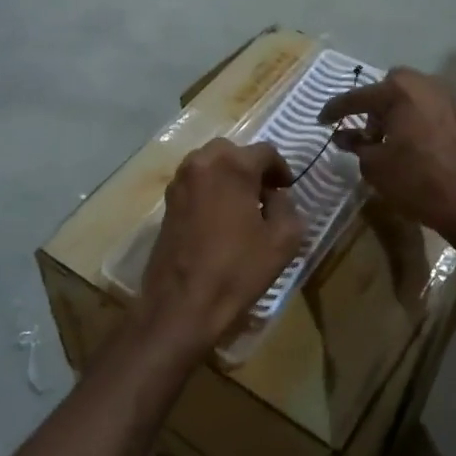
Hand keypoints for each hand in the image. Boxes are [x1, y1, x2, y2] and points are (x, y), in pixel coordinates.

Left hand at [137, 139, 304, 357]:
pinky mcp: (167, 203)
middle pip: (233, 151)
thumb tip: (277, 197)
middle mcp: (202, 163)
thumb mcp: (283, 240)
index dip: (281, 169)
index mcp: (233, 166)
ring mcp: (179, 182)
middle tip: (265, 194)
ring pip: (210, 164)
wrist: (183, 304)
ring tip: (242, 206)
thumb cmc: (237, 270)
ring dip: (228, 176)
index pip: (266, 151)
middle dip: (252, 168)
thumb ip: (288, 207)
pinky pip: (195, 182)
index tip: (287, 190)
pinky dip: (210, 189)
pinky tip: (220, 218)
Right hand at [319, 69, 455, 244]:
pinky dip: (410, 121)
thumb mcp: (375, 166)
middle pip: (388, 88)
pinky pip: (425, 110)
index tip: (320, 120)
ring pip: (409, 97)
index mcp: (399, 91)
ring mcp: (446, 99)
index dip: (335, 110)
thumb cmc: (417, 180)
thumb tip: (344, 136)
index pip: (357, 97)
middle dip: (371, 106)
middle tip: (360, 131)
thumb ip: (356, 145)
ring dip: (392, 113)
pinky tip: (405, 145)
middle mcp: (424, 85)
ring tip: (382, 141)